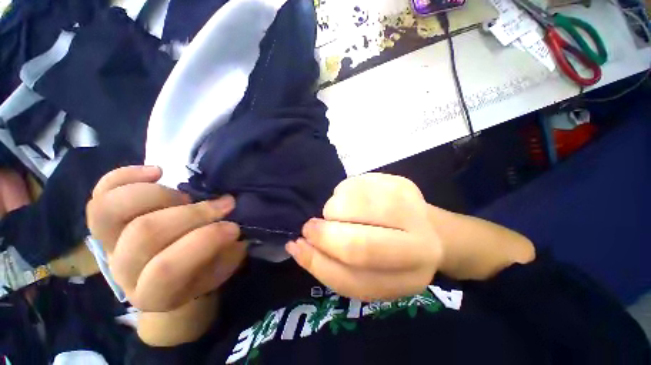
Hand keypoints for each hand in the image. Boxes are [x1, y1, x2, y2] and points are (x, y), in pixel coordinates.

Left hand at [87, 166, 245, 312]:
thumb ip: (226, 249)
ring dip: (160, 195)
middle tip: (224, 205)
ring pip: (111, 210)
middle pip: (144, 234)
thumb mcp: (222, 266)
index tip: (234, 227)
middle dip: (193, 214)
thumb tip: (231, 223)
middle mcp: (123, 271)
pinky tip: (158, 172)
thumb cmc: (204, 268)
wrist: (175, 272)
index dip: (204, 242)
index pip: (167, 269)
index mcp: (154, 293)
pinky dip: (126, 176)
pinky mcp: (105, 221)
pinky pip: (101, 192)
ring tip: (186, 197)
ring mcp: (109, 244)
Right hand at [286, 173, 443, 301]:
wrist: (430, 230)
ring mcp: (412, 208)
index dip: (319, 262)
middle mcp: (419, 244)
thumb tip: (298, 245)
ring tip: (336, 213)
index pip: (356, 279)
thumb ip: (335, 266)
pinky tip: (351, 200)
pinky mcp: (401, 182)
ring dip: (333, 209)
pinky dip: (343, 192)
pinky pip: (356, 183)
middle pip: (360, 244)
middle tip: (311, 227)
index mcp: (409, 278)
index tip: (298, 246)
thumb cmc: (395, 257)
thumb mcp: (369, 276)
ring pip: (353, 204)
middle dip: (325, 234)